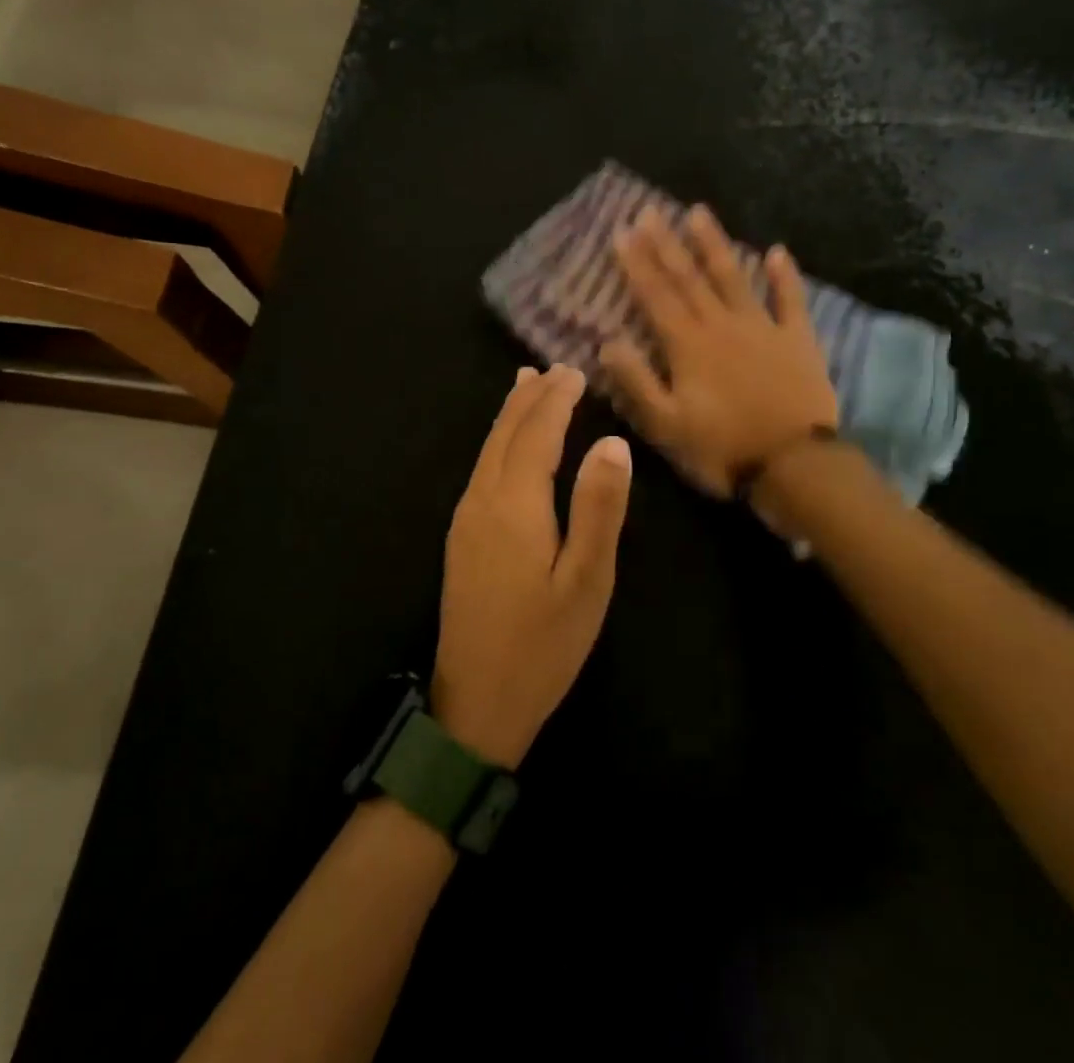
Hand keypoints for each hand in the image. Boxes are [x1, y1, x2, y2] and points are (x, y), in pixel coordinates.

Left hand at [433, 365, 632, 767]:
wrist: (476, 705)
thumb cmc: (543, 645)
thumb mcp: (586, 581)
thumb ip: (599, 509)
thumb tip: (612, 443)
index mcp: (514, 506)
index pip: (536, 435)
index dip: (556, 401)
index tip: (575, 372)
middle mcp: (482, 501)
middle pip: (505, 434)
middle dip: (530, 398)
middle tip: (556, 369)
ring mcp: (465, 520)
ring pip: (488, 450)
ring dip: (510, 415)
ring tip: (526, 385)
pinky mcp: (461, 538)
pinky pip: (481, 469)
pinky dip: (498, 442)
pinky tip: (507, 445)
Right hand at [600, 205, 838, 498]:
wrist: (794, 467)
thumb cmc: (722, 449)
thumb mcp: (666, 425)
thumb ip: (636, 382)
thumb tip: (607, 342)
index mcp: (687, 345)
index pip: (656, 295)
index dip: (637, 264)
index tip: (622, 232)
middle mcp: (722, 325)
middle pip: (689, 277)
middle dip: (666, 243)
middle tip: (650, 211)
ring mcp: (763, 328)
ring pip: (734, 277)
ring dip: (715, 244)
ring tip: (699, 213)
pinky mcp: (798, 339)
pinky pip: (790, 300)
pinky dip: (784, 275)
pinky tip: (777, 251)